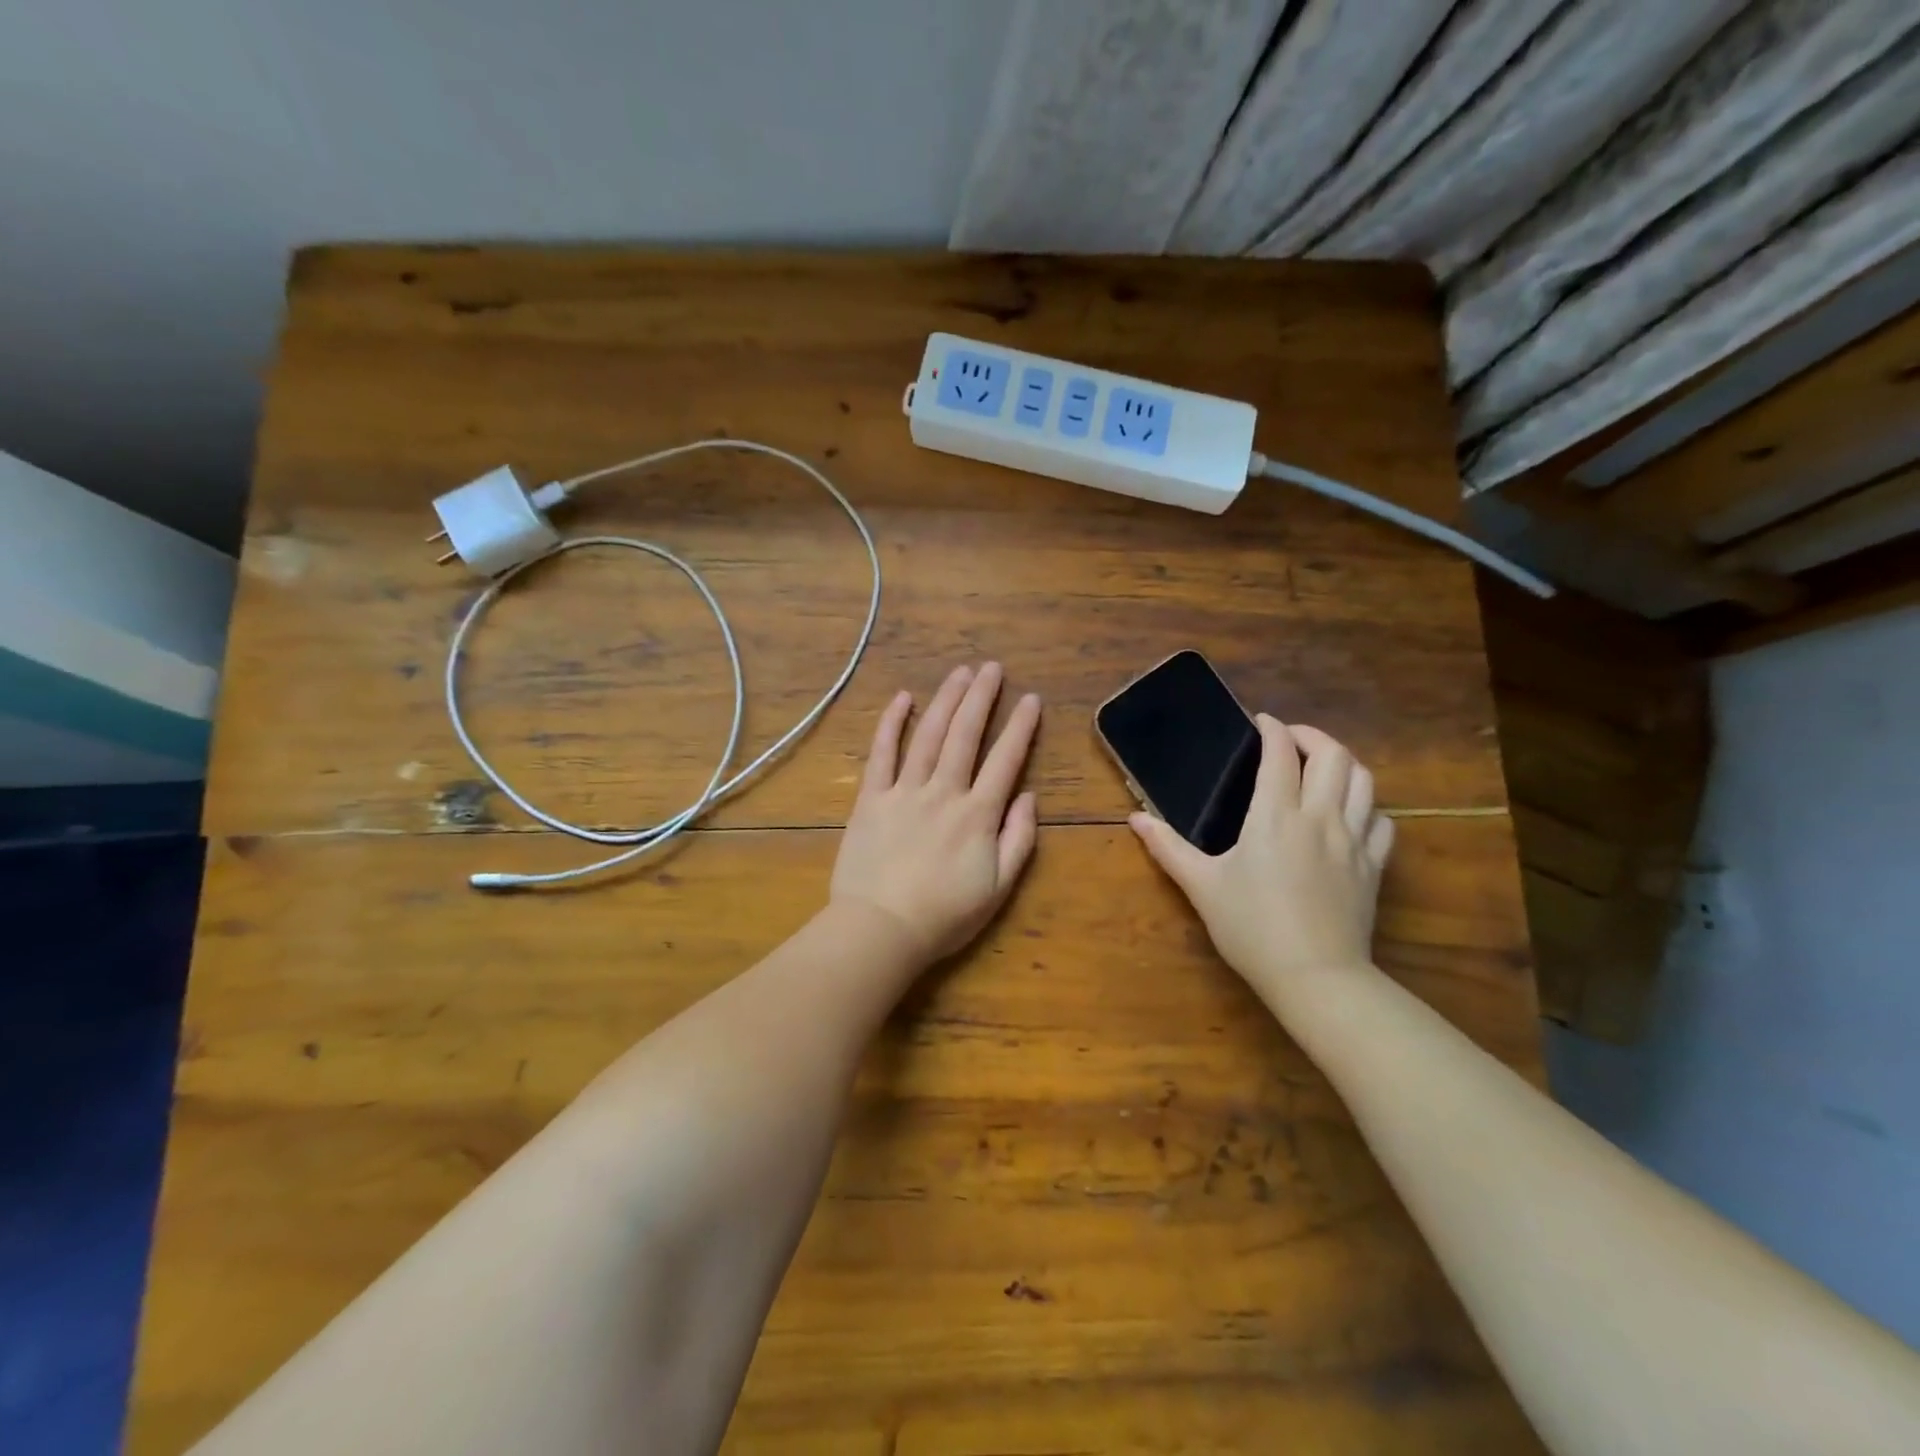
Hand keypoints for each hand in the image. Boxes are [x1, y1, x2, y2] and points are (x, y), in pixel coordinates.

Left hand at [831, 663, 1041, 963]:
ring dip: (946, 699)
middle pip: (966, 734)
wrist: (881, 929)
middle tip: (992, 668)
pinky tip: (903, 698)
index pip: (1005, 759)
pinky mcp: (872, 798)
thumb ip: (1018, 839)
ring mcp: (904, 791)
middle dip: (981, 697)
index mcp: (977, 814)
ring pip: (929, 735)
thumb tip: (1029, 796)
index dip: (1020, 727)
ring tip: (960, 672)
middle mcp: (943, 792)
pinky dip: (892, 723)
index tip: (1030, 699)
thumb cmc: (944, 915)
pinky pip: (882, 753)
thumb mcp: (998, 888)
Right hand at [1129, 718, 1393, 988]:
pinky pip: (1381, 821)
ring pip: (1364, 781)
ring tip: (1321, 768)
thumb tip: (1135, 818)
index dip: (1272, 729)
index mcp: (1275, 816)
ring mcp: (1353, 841)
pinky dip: (1367, 806)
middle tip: (1289, 741)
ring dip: (1343, 763)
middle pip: (1334, 755)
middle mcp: (1319, 817)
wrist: (1315, 977)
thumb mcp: (1201, 886)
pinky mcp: (1373, 866)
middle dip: (1312, 736)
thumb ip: (1167, 847)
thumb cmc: (1251, 928)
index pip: (1280, 753)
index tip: (1260, 722)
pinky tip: (1350, 814)